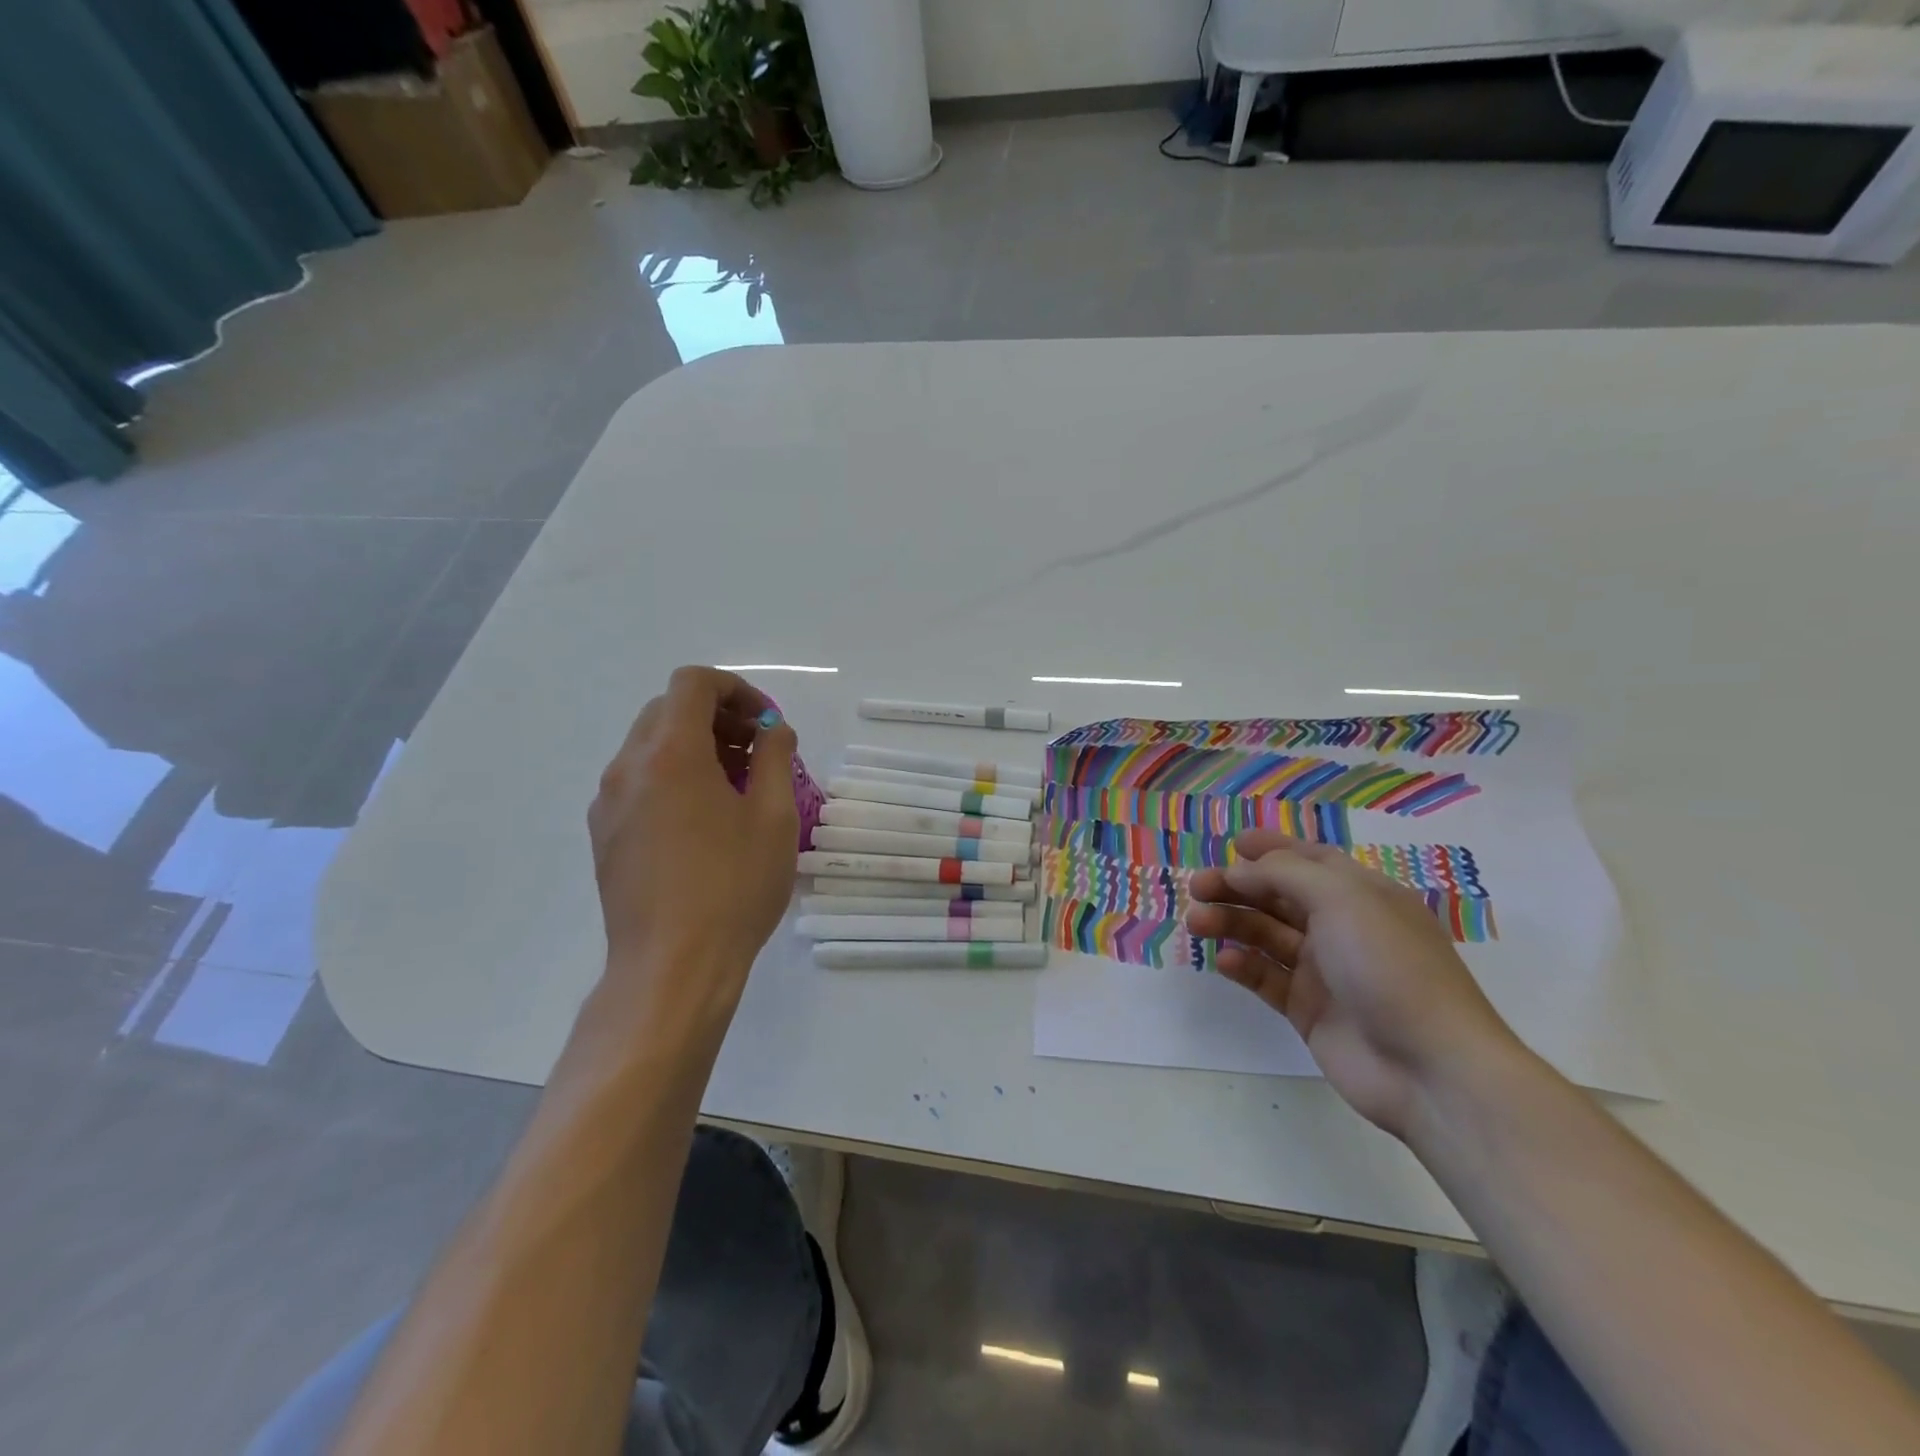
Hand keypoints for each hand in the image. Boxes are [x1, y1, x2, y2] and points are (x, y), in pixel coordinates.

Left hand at [587, 667, 798, 1017]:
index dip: (736, 689)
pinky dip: (673, 776)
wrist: (672, 967)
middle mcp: (628, 767)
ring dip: (695, 746)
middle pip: (668, 710)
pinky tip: (704, 820)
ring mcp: (609, 802)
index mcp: (670, 753)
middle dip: (718, 717)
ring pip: (650, 745)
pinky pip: (639, 781)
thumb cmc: (733, 886)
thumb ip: (775, 757)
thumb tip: (772, 730)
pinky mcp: (604, 834)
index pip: (693, 684)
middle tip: (757, 751)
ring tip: (736, 787)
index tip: (766, 722)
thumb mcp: (773, 816)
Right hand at [1186, 831, 1523, 1138]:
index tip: (1232, 844)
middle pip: (1278, 896)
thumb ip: (1284, 874)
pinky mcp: (1308, 1010)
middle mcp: (1342, 927)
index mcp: (1361, 895)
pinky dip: (1244, 966)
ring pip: (1266, 936)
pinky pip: (1267, 978)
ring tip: (1197, 923)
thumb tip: (1240, 869)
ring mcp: (1324, 971)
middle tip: (1197, 887)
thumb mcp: (1341, 899)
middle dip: (1237, 886)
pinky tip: (1227, 961)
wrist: (1428, 1067)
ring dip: (1231, 923)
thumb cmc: (1390, 966)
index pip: (1311, 860)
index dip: (1273, 849)